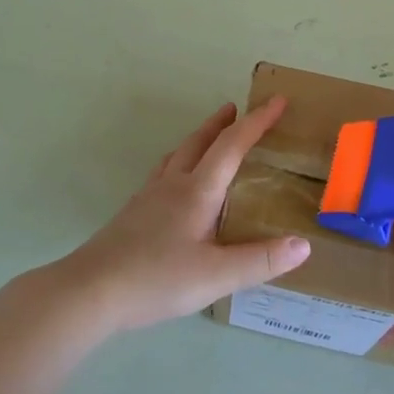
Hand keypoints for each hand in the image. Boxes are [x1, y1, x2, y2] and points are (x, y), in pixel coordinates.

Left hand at [59, 97, 310, 333]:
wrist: (90, 291)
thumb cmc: (156, 279)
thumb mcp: (216, 276)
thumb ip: (260, 260)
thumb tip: (303, 245)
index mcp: (198, 191)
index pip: (233, 145)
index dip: (257, 122)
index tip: (277, 102)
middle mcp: (173, 184)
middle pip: (200, 142)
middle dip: (223, 123)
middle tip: (237, 108)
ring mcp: (148, 197)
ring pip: (178, 155)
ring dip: (199, 139)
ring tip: (209, 137)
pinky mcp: (133, 213)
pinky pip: (163, 173)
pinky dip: (179, 163)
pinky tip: (174, 183)